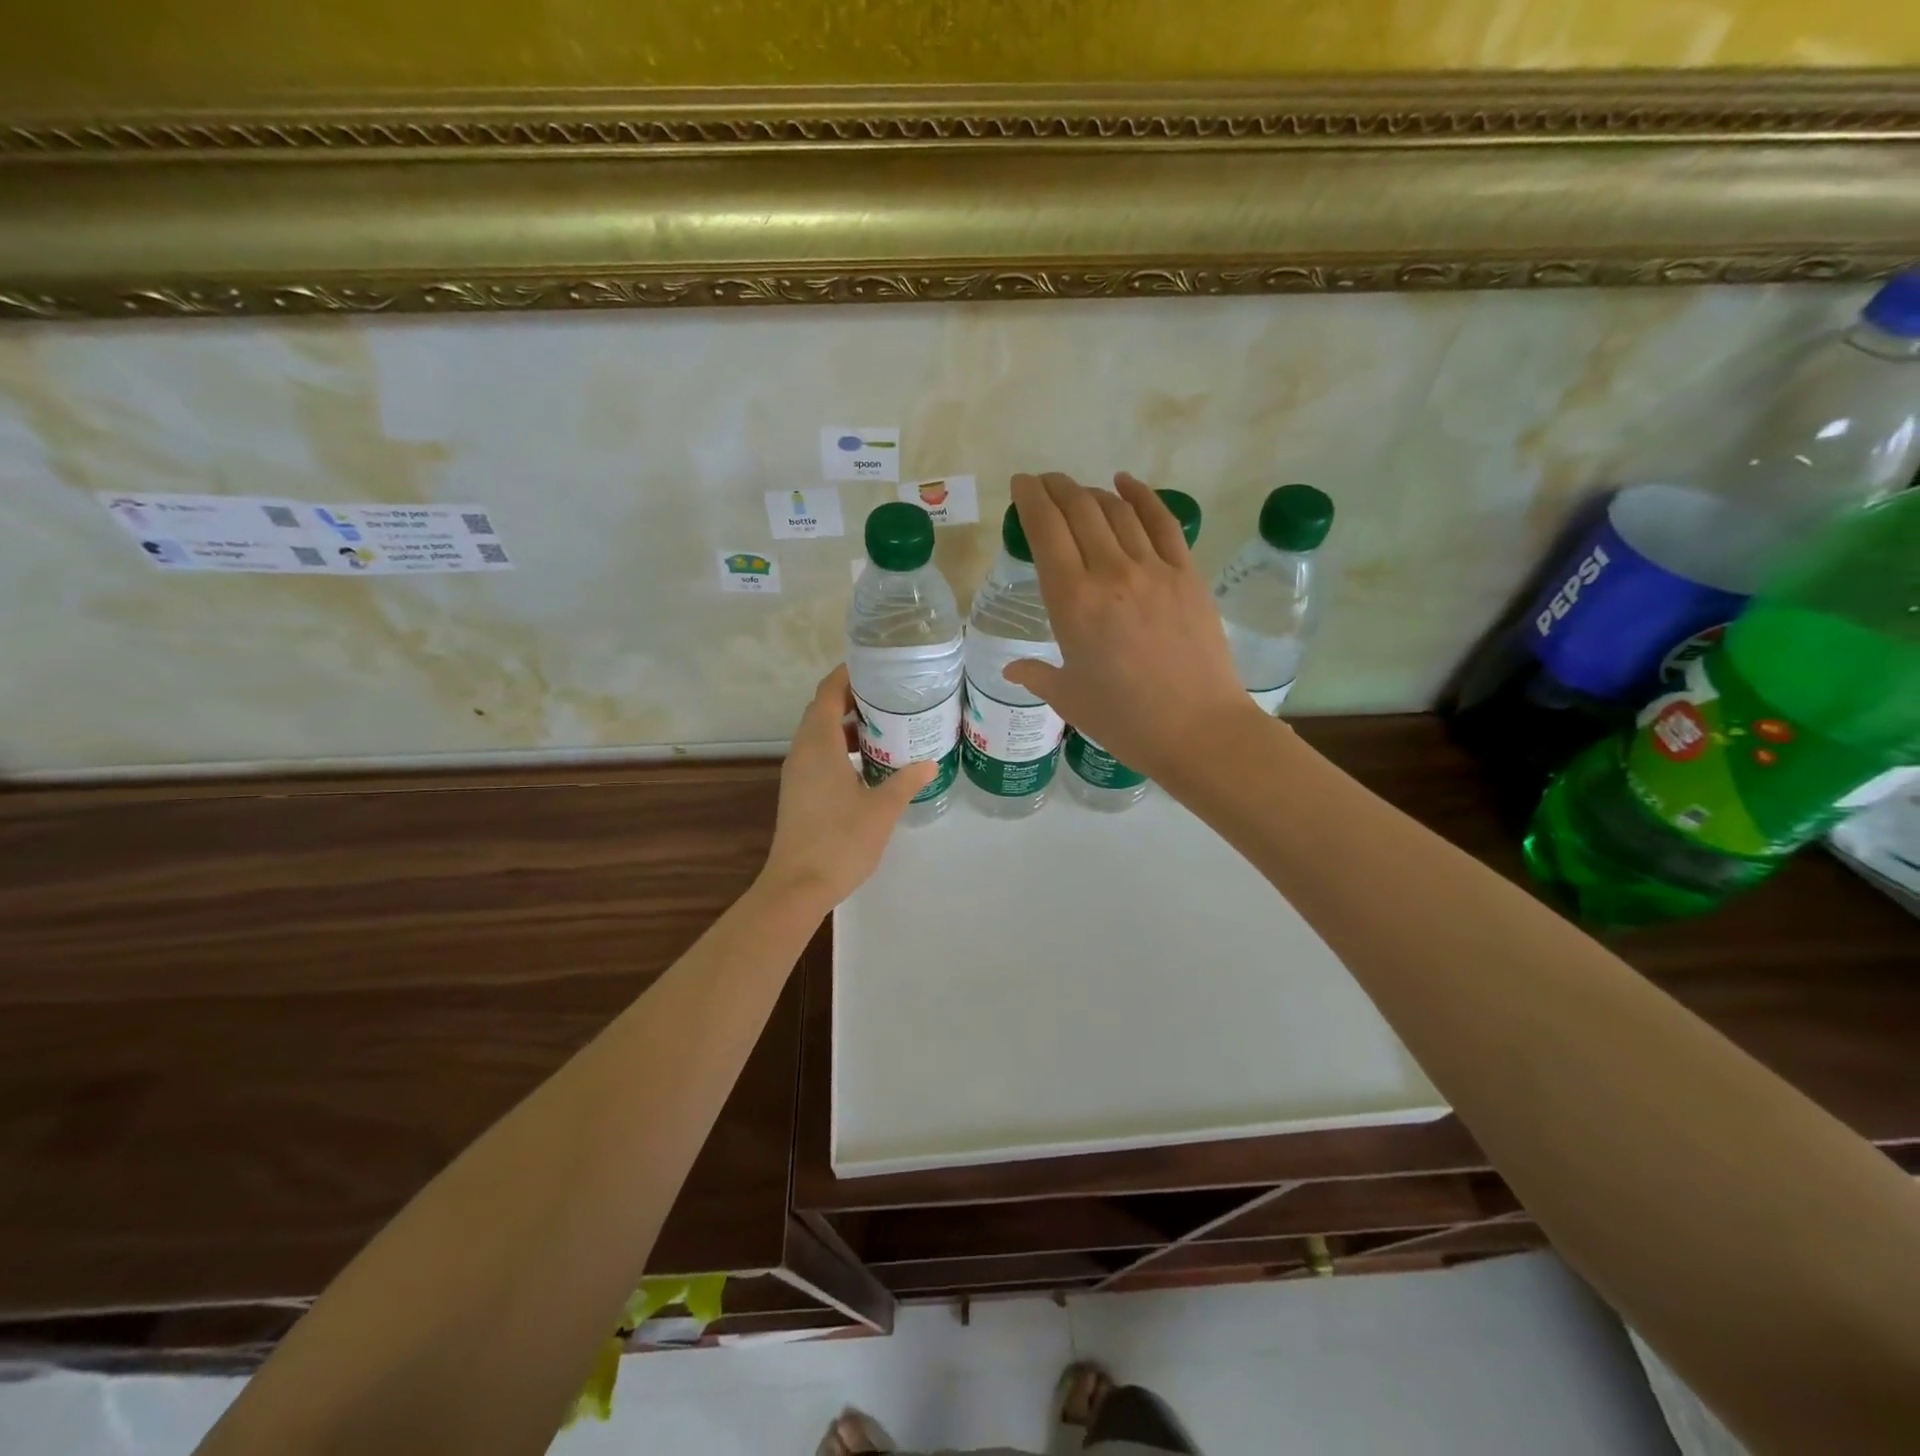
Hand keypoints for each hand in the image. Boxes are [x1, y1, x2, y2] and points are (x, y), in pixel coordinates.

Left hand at [759, 665, 936, 909]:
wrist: (798, 886)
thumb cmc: (841, 840)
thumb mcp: (882, 808)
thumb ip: (906, 781)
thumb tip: (930, 761)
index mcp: (819, 745)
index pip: (828, 693)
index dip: (847, 674)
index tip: (874, 665)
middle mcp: (802, 752)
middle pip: (822, 710)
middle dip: (852, 698)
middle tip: (889, 695)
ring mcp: (797, 773)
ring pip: (819, 735)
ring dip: (847, 725)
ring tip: (885, 726)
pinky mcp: (799, 792)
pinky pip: (818, 756)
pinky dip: (840, 748)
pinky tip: (868, 764)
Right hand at [1004, 472, 1257, 781]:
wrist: (1197, 729)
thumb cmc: (1124, 720)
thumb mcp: (1069, 698)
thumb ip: (1036, 675)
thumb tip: (1013, 669)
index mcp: (1072, 601)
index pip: (1045, 531)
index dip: (1030, 499)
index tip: (1021, 484)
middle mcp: (1110, 572)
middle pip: (1080, 510)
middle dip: (1056, 488)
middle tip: (1044, 483)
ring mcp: (1153, 569)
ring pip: (1117, 511)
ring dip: (1092, 492)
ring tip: (1078, 490)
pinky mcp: (1187, 574)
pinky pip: (1162, 522)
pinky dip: (1142, 496)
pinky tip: (1126, 483)